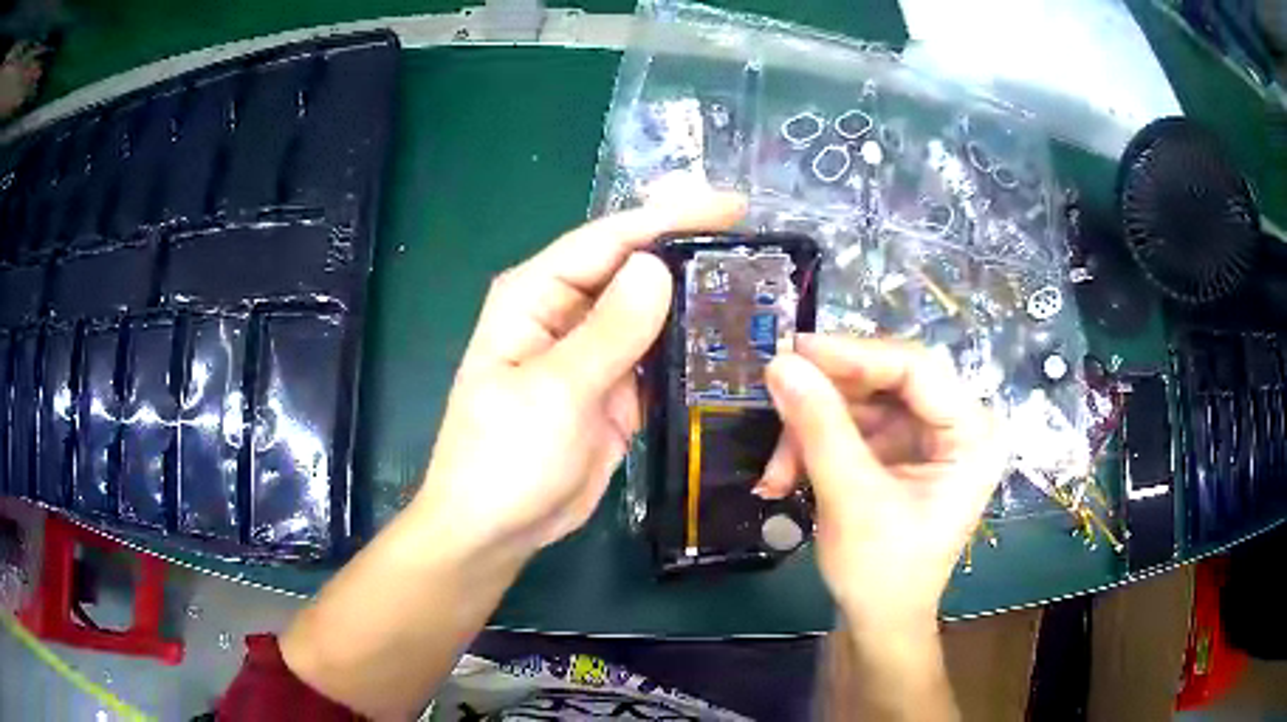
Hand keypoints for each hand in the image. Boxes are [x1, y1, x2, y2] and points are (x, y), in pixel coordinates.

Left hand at [411, 193, 746, 556]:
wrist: (497, 529)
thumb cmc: (504, 458)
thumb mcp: (554, 393)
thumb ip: (608, 332)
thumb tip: (657, 268)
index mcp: (536, 296)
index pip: (608, 240)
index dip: (669, 217)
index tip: (732, 206)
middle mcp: (566, 313)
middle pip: (635, 269)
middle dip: (691, 252)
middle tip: (758, 244)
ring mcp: (595, 352)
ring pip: (653, 312)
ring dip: (697, 299)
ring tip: (759, 284)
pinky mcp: (617, 390)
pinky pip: (660, 357)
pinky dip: (692, 348)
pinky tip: (735, 341)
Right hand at [758, 335, 1004, 627]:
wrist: (880, 623)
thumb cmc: (883, 573)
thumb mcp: (852, 499)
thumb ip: (819, 428)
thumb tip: (780, 363)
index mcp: (972, 434)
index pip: (916, 368)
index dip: (854, 353)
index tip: (793, 350)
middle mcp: (957, 424)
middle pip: (886, 380)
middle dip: (826, 401)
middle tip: (776, 402)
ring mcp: (927, 437)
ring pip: (860, 403)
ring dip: (811, 429)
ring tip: (777, 470)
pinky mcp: (900, 451)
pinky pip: (852, 426)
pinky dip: (814, 445)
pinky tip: (785, 474)